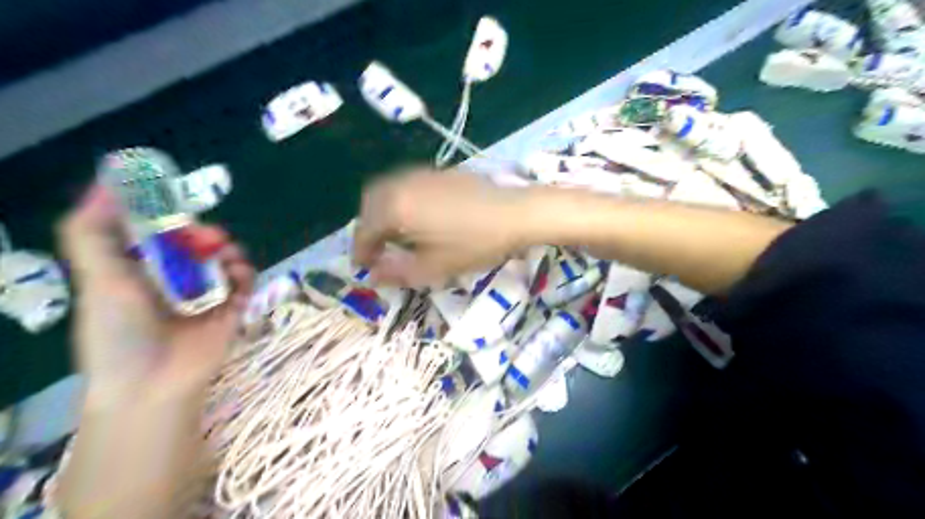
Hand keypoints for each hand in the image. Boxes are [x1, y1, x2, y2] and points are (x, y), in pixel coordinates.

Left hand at [60, 184, 253, 403]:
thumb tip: (105, 184)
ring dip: (228, 251)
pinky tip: (238, 274)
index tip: (177, 205)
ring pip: (224, 260)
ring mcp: (206, 295)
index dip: (168, 217)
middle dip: (203, 234)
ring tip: (226, 255)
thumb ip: (93, 233)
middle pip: (195, 245)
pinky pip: (245, 283)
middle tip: (205, 235)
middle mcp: (174, 280)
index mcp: (139, 272)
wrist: (154, 383)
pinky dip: (245, 274)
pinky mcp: (232, 309)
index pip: (157, 234)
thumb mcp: (98, 278)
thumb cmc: (119, 332)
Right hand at [353, 169, 530, 283]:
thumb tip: (372, 276)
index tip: (366, 268)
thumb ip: (398, 272)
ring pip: (387, 191)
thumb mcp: (434, 266)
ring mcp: (420, 174)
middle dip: (368, 229)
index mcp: (396, 208)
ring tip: (396, 236)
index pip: (364, 230)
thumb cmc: (475, 243)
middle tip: (379, 251)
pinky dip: (400, 201)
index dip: (361, 252)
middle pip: (370, 205)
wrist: (515, 213)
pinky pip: (406, 185)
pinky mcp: (437, 172)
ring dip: (382, 213)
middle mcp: (401, 184)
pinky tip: (417, 217)